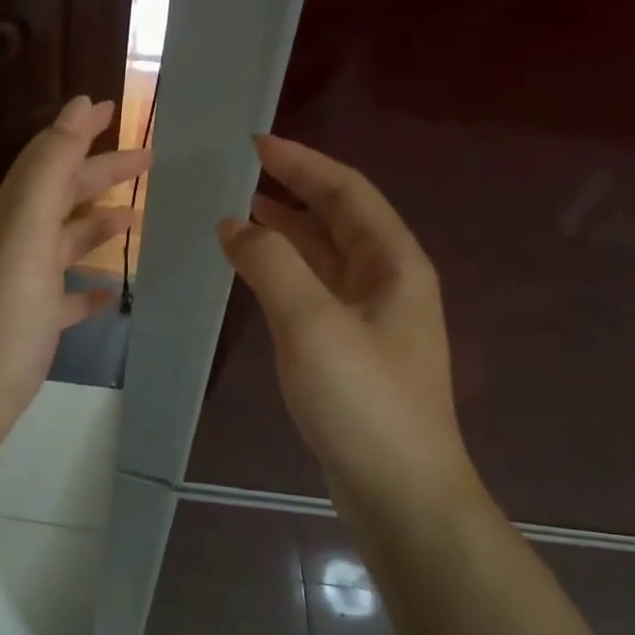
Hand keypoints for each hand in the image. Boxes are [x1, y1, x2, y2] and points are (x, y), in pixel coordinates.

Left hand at [0, 96, 149, 443]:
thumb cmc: (2, 311)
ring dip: (100, 224)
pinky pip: (67, 295)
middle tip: (149, 159)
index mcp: (14, 215)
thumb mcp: (26, 232)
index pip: (48, 157)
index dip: (78, 130)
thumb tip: (78, 107)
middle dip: (102, 173)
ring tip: (138, 218)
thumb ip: (50, 169)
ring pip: (67, 242)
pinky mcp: (35, 323)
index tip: (113, 107)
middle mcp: (17, 242)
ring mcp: (25, 284)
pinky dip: (90, 286)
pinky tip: (112, 291)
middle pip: (63, 195)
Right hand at [218, 135, 475, 506]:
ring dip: (286, 230)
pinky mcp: (352, 349)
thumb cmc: (363, 400)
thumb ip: (271, 264)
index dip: (302, 162)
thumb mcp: (312, 323)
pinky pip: (315, 290)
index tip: (255, 142)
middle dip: (293, 190)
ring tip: (238, 211)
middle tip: (239, 172)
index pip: (346, 192)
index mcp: (394, 263)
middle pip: (339, 218)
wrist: (399, 492)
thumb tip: (235, 224)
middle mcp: (389, 281)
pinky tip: (255, 272)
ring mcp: (372, 318)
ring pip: (325, 256)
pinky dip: (284, 271)